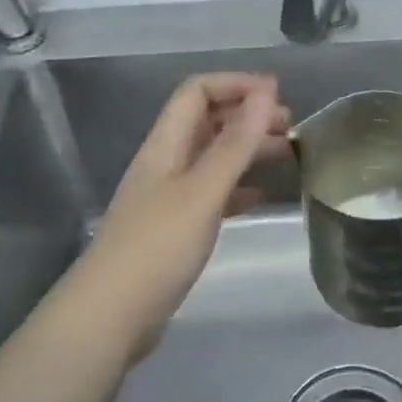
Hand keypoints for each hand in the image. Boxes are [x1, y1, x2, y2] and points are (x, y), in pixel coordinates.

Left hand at [66, 73, 286, 361]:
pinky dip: (239, 186)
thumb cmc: (157, 247)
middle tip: (291, 127)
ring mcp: (169, 197)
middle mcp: (166, 162)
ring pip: (212, 157)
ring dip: (247, 149)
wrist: (110, 317)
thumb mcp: (202, 191)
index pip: (197, 92)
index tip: (278, 95)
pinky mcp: (175, 229)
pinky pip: (212, 193)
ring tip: (287, 155)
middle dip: (248, 115)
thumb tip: (267, 91)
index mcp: (166, 144)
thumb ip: (235, 143)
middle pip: (207, 121)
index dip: (236, 85)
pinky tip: (262, 196)